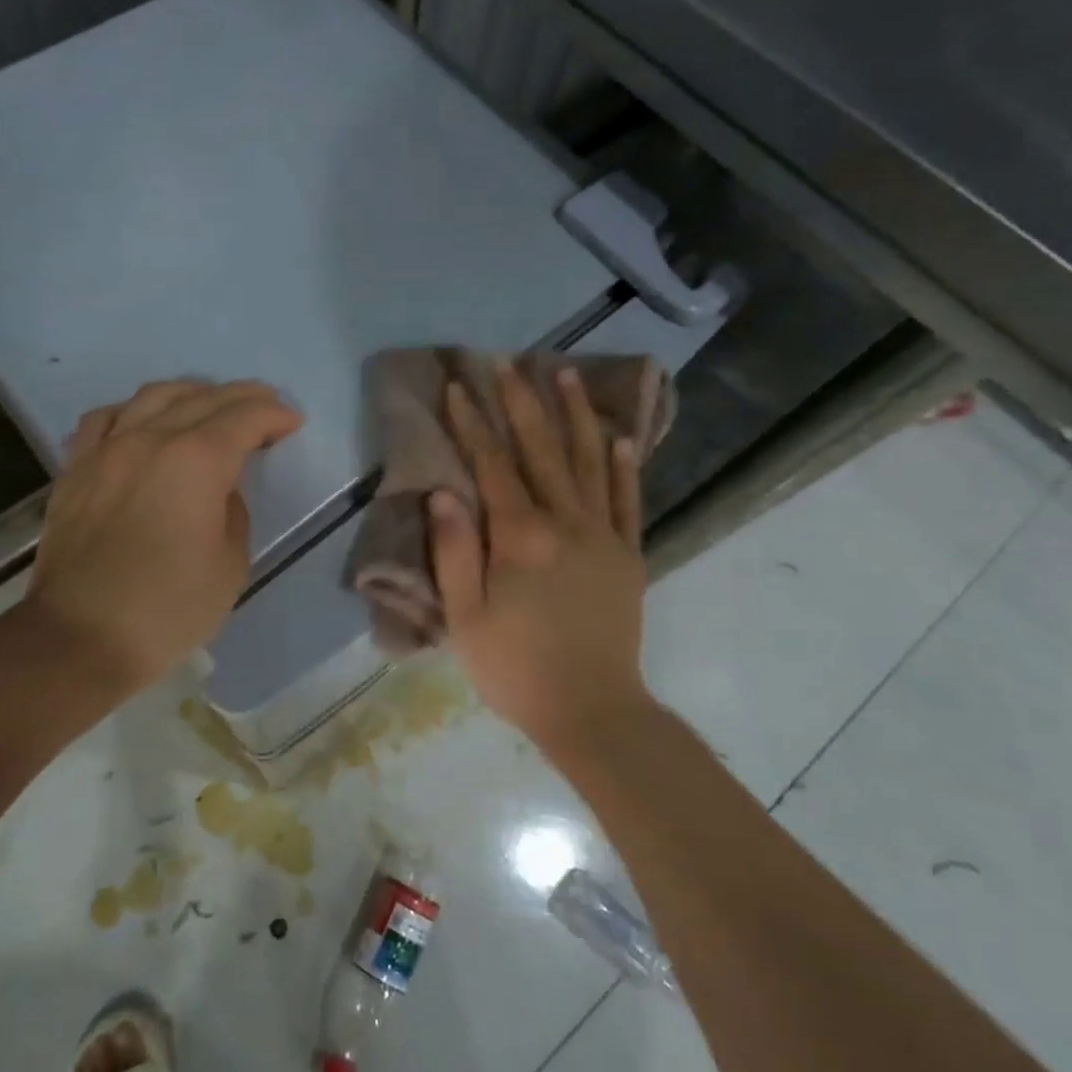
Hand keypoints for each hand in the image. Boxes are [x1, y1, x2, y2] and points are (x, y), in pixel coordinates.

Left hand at [19, 379, 301, 696]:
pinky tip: (142, 423)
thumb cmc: (168, 609)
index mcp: (196, 462)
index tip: (291, 422)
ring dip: (190, 393)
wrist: (79, 639)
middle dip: (242, 397)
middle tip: (265, 405)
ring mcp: (106, 450)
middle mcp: (149, 440)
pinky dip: (133, 411)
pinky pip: (104, 419)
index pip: (244, 418)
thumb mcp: (230, 565)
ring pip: (152, 397)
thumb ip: (233, 512)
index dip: (273, 415)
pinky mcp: (75, 469)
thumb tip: (218, 490)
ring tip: (209, 404)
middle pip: (202, 398)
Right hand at [431, 362, 648, 741]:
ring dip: (576, 415)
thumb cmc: (516, 668)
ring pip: (589, 461)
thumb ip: (453, 552)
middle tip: (507, 361)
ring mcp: (603, 535)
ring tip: (565, 374)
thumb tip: (443, 493)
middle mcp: (565, 522)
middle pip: (541, 449)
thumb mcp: (465, 618)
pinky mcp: (629, 554)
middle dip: (520, 401)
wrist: (593, 710)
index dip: (472, 423)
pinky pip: (627, 499)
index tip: (458, 386)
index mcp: (520, 537)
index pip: (491, 465)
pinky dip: (623, 465)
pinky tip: (619, 436)